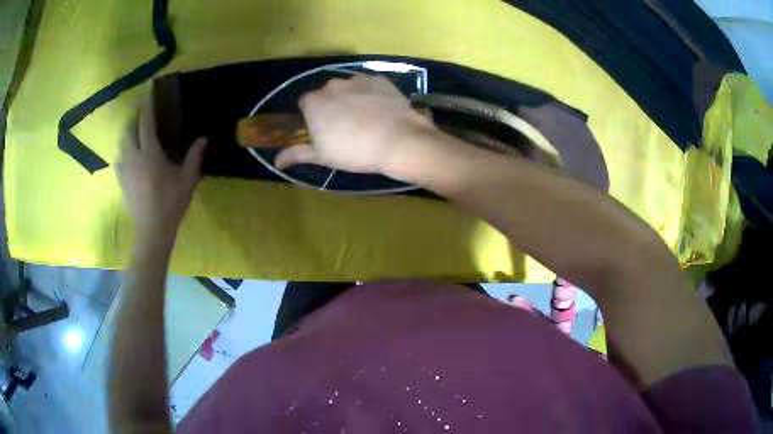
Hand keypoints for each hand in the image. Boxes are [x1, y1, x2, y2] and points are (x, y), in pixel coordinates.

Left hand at [117, 96, 205, 240]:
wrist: (152, 231)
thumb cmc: (171, 204)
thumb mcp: (187, 179)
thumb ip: (194, 156)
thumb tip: (204, 137)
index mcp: (150, 154)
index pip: (146, 122)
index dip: (147, 105)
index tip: (149, 91)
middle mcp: (133, 157)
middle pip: (129, 129)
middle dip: (134, 116)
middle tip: (142, 110)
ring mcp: (124, 170)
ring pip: (122, 143)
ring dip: (128, 132)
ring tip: (135, 129)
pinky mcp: (121, 181)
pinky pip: (119, 159)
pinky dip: (123, 151)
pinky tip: (128, 154)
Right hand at [275, 75, 435, 173]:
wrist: (396, 140)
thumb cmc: (353, 151)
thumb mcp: (322, 156)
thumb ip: (297, 153)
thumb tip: (276, 161)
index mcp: (314, 102)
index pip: (305, 103)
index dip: (312, 116)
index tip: (322, 130)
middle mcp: (332, 85)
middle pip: (327, 93)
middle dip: (332, 106)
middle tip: (345, 127)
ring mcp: (357, 79)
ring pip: (349, 88)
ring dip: (352, 99)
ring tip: (366, 120)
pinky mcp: (379, 79)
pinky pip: (370, 86)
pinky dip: (372, 95)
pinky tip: (381, 112)